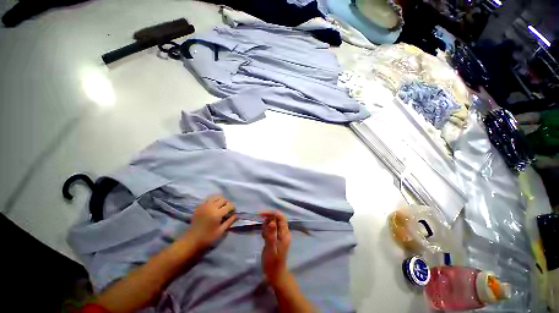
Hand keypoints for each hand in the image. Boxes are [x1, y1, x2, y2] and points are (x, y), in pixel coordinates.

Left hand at [185, 195, 235, 250]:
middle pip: (223, 199)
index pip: (229, 205)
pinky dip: (212, 200)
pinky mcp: (199, 206)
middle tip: (227, 210)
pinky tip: (213, 206)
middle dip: (228, 203)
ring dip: (220, 200)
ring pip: (216, 196)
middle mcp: (211, 207)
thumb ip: (229, 222)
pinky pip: (207, 199)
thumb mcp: (220, 231)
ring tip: (221, 206)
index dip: (233, 208)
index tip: (233, 213)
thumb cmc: (207, 238)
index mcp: (217, 214)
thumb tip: (236, 215)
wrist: (191, 241)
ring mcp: (204, 206)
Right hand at [260, 211, 291, 286]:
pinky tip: (264, 238)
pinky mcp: (276, 236)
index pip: (280, 217)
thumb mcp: (270, 249)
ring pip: (273, 222)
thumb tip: (271, 221)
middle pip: (276, 218)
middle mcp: (284, 231)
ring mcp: (280, 234)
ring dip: (266, 226)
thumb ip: (271, 235)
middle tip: (262, 230)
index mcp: (285, 233)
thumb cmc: (272, 263)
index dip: (271, 213)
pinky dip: (266, 230)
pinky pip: (271, 228)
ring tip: (264, 236)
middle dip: (268, 220)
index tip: (261, 215)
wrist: (275, 274)